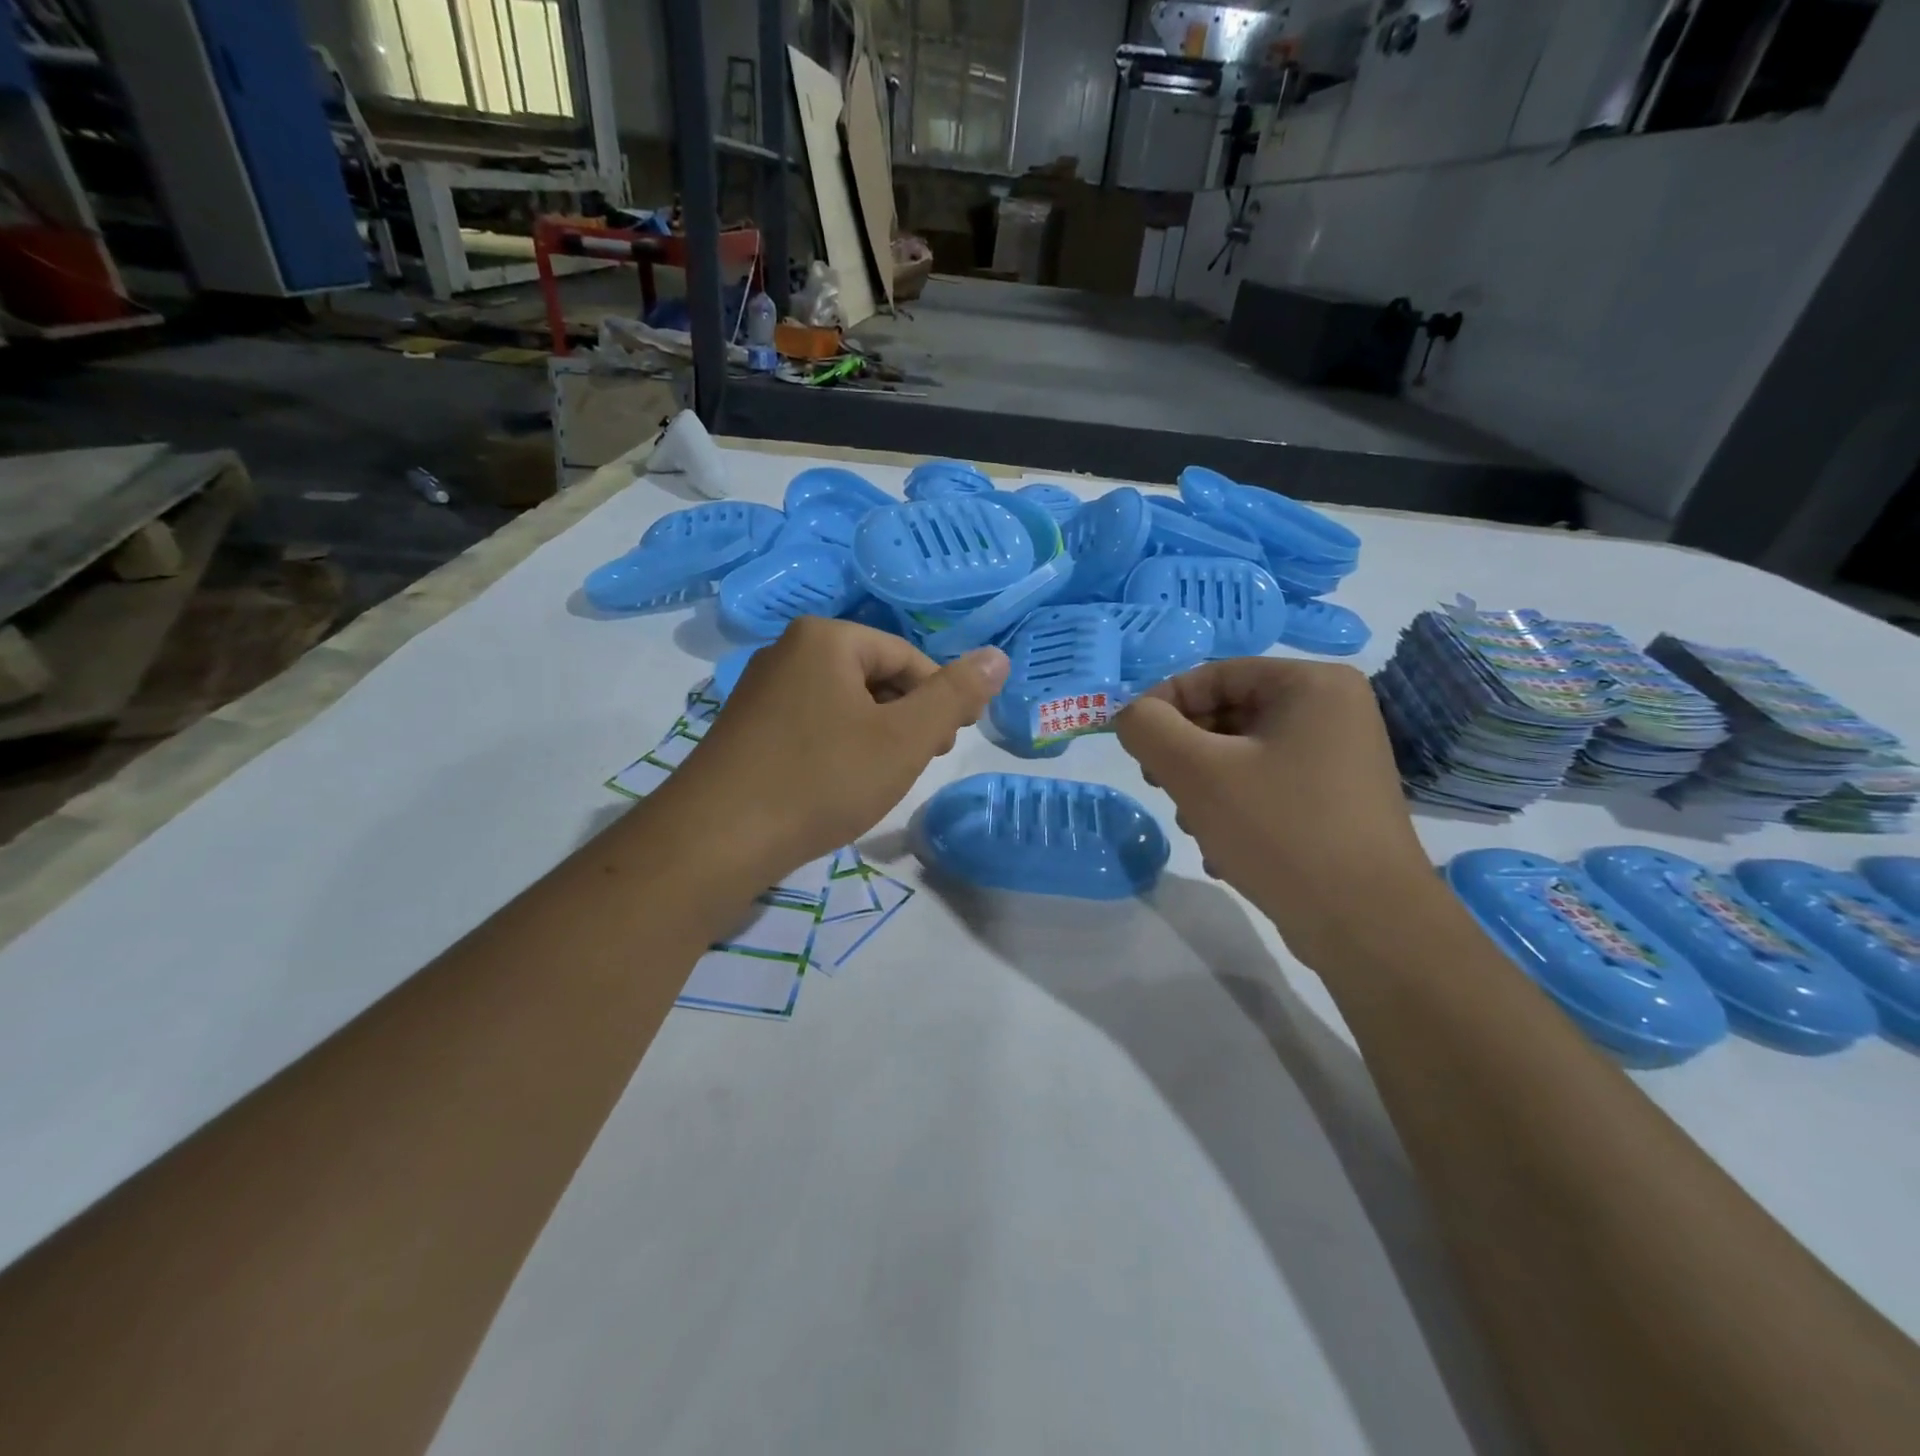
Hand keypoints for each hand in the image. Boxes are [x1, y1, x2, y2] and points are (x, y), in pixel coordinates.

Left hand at [656, 617, 1008, 884]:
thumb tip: (998, 656)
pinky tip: (839, 784)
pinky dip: (839, 747)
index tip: (949, 744)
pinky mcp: (747, 727)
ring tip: (881, 778)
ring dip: (875, 735)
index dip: (939, 699)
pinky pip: (812, 723)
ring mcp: (761, 689)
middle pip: (874, 676)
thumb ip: (955, 696)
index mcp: (825, 638)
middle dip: (907, 718)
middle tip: (918, 763)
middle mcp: (788, 650)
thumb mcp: (904, 739)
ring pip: (843, 703)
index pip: (907, 657)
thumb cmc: (821, 779)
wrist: (716, 840)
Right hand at [1114, 658, 1432, 964]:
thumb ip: (1148, 728)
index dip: (1163, 705)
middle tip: (1160, 787)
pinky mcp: (1337, 802)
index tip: (1132, 744)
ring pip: (1242, 756)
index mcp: (1311, 684)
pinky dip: (1235, 810)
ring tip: (1198, 828)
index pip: (1214, 675)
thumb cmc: (1279, 830)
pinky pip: (1267, 788)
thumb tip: (1129, 714)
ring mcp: (1339, 759)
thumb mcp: (1196, 772)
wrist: (1367, 925)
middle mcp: (1333, 711)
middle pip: (1228, 716)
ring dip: (1204, 788)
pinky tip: (1223, 852)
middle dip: (1185, 754)